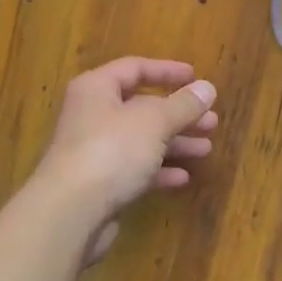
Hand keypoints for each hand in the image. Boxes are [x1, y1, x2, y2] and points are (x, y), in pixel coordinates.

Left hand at [30, 57, 218, 263]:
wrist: (71, 212)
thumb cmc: (112, 150)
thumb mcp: (154, 121)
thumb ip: (183, 105)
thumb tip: (207, 88)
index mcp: (97, 88)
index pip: (134, 68)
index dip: (167, 71)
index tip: (196, 78)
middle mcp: (92, 115)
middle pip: (141, 107)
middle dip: (178, 113)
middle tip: (211, 121)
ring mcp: (94, 151)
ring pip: (141, 140)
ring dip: (174, 143)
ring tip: (206, 148)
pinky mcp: (99, 184)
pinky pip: (134, 169)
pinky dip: (158, 170)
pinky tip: (183, 177)